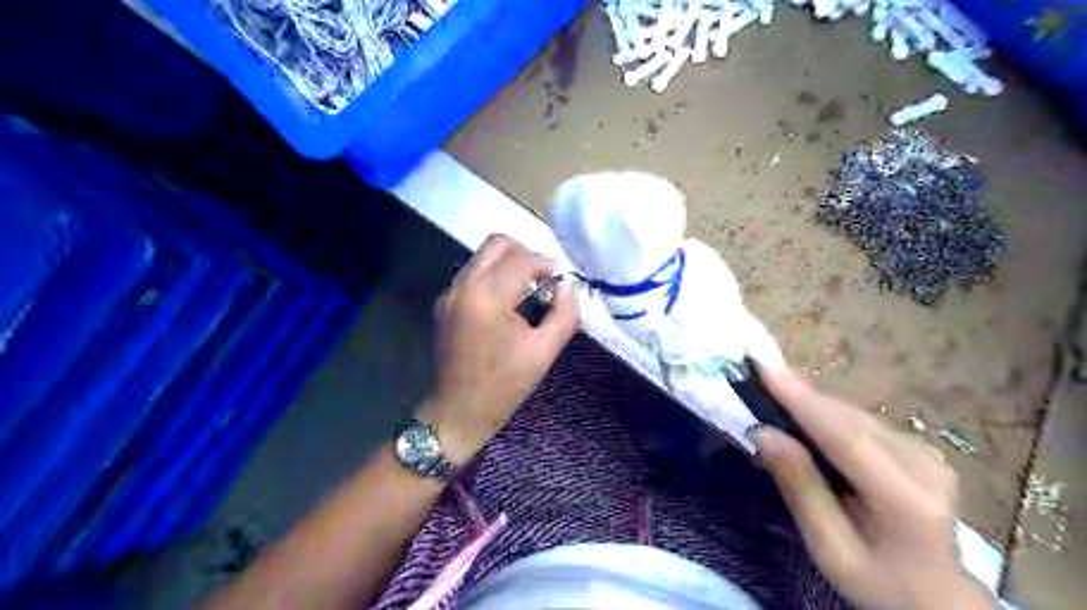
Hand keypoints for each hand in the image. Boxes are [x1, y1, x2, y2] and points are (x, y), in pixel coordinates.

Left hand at [421, 236, 581, 465]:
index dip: (546, 264)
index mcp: (488, 298)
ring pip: (482, 256)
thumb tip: (567, 286)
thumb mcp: (543, 353)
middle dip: (525, 254)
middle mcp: (463, 286)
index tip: (559, 281)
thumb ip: (563, 315)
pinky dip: (492, 276)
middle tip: (541, 279)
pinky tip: (505, 304)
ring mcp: (449, 293)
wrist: (456, 411)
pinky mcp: (443, 302)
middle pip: (497, 243)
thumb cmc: (503, 386)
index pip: (521, 259)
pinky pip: (473, 273)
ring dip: (508, 264)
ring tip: (525, 292)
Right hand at [753, 372, 995, 609]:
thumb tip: (764, 433)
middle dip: (802, 397)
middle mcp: (924, 467)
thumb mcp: (830, 549)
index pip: (846, 438)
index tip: (766, 372)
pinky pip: (864, 422)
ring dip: (814, 404)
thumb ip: (800, 489)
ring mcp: (927, 455)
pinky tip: (807, 416)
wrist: (937, 599)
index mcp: (905, 500)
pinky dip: (830, 415)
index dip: (803, 402)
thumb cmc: (877, 583)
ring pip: (856, 416)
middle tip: (759, 378)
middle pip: (850, 420)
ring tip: (775, 393)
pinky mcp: (921, 449)